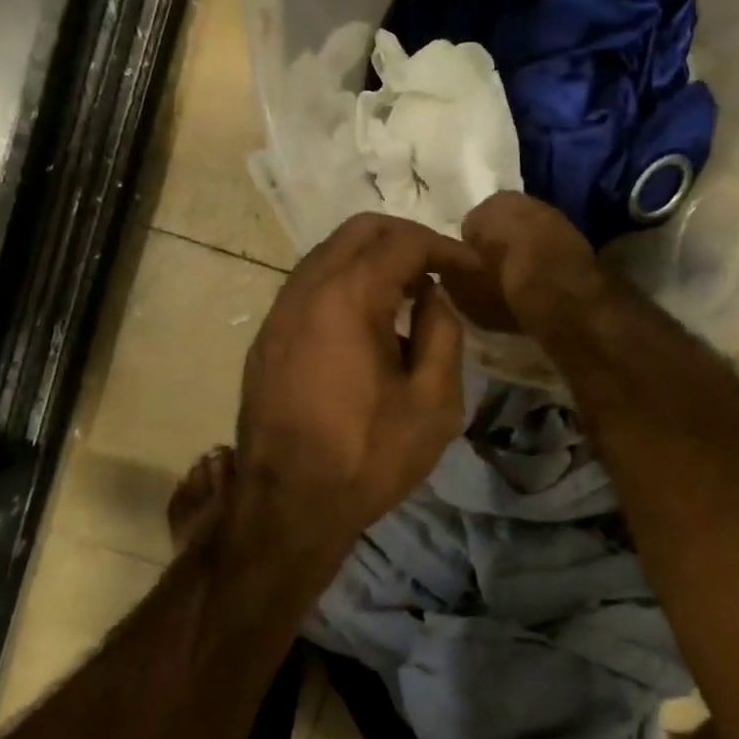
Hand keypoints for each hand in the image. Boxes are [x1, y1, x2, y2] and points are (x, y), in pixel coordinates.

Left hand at [230, 214, 475, 587]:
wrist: (288, 506)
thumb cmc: (368, 457)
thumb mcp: (433, 402)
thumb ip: (443, 333)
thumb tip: (434, 296)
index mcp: (348, 297)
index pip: (402, 242)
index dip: (444, 247)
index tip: (472, 267)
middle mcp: (305, 290)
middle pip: (359, 232)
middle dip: (405, 239)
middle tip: (439, 269)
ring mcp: (278, 313)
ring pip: (328, 255)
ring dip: (371, 260)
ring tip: (407, 293)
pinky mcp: (266, 338)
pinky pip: (309, 286)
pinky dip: (344, 283)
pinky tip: (367, 321)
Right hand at [453, 192, 606, 336]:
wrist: (560, 297)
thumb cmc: (501, 287)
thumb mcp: (459, 285)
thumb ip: (448, 269)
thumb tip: (448, 265)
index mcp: (489, 204)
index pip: (470, 227)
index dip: (470, 252)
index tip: (473, 273)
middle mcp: (523, 199)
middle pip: (502, 225)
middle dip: (499, 245)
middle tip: (496, 277)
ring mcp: (554, 215)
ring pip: (528, 233)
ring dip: (524, 251)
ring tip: (520, 282)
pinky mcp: (578, 235)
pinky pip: (551, 247)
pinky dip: (546, 260)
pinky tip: (543, 283)